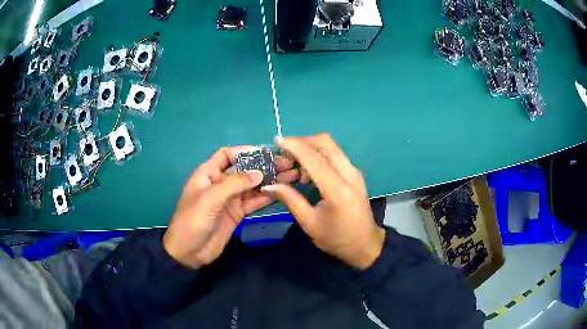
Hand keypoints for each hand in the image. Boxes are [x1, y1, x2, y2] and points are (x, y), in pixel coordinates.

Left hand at [163, 147, 298, 268]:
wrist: (188, 252)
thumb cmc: (192, 221)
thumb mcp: (209, 199)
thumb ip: (234, 184)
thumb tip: (259, 173)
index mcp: (208, 174)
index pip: (227, 155)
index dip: (244, 151)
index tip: (265, 153)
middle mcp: (220, 183)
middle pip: (244, 169)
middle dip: (263, 166)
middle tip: (287, 164)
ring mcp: (230, 199)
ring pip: (252, 186)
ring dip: (270, 180)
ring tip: (291, 176)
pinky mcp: (237, 213)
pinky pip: (254, 201)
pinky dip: (266, 197)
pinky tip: (281, 192)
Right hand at [263, 134, 384, 269]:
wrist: (365, 245)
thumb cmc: (336, 238)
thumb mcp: (309, 223)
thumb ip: (290, 199)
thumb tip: (269, 185)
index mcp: (337, 189)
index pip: (314, 158)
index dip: (294, 146)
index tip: (277, 141)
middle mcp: (349, 174)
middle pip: (325, 142)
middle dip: (302, 142)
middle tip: (285, 155)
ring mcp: (354, 172)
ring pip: (331, 146)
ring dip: (310, 149)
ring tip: (295, 169)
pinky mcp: (355, 173)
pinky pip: (335, 155)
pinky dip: (319, 155)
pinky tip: (309, 173)